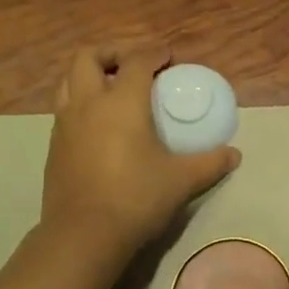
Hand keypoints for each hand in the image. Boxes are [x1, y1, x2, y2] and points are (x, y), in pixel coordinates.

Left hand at [40, 48, 240, 270]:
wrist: (83, 236)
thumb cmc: (136, 198)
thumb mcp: (182, 180)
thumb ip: (210, 163)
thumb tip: (234, 154)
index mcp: (121, 102)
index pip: (137, 61)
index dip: (154, 53)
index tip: (167, 57)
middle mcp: (88, 104)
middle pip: (88, 57)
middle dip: (111, 53)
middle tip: (132, 64)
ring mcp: (65, 124)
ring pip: (68, 81)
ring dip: (89, 76)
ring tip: (111, 89)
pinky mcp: (54, 146)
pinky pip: (64, 109)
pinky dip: (80, 103)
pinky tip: (99, 126)